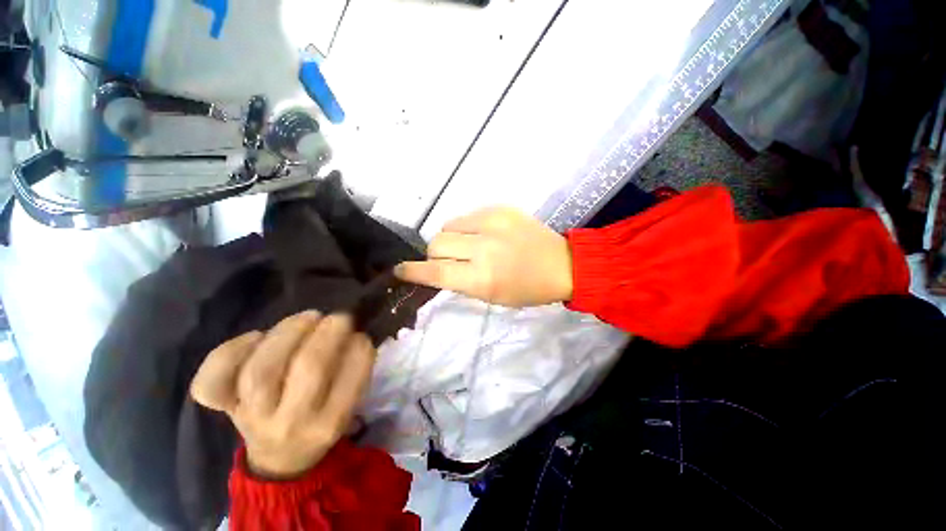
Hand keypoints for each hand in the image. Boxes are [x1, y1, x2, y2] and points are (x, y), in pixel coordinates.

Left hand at [190, 312, 374, 478]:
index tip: (360, 335)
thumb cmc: (322, 421)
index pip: (351, 380)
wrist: (279, 458)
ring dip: (288, 333)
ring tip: (307, 318)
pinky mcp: (224, 407)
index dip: (359, 348)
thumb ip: (353, 372)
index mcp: (329, 423)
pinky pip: (213, 382)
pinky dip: (230, 351)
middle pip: (308, 368)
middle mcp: (290, 422)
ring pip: (261, 368)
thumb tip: (351, 334)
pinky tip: (255, 337)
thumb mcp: (349, 405)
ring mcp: (251, 416)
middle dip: (328, 332)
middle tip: (338, 318)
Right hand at [395, 207, 572, 307]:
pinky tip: (482, 234)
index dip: (413, 272)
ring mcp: (492, 223)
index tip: (399, 270)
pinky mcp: (500, 208)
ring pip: (448, 225)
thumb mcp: (491, 297)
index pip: (436, 273)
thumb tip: (437, 270)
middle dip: (434, 255)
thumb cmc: (527, 289)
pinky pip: (466, 216)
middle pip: (436, 244)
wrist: (561, 264)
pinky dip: (466, 227)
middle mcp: (483, 247)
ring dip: (450, 239)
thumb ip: (460, 282)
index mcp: (483, 278)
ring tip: (467, 246)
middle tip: (448, 260)